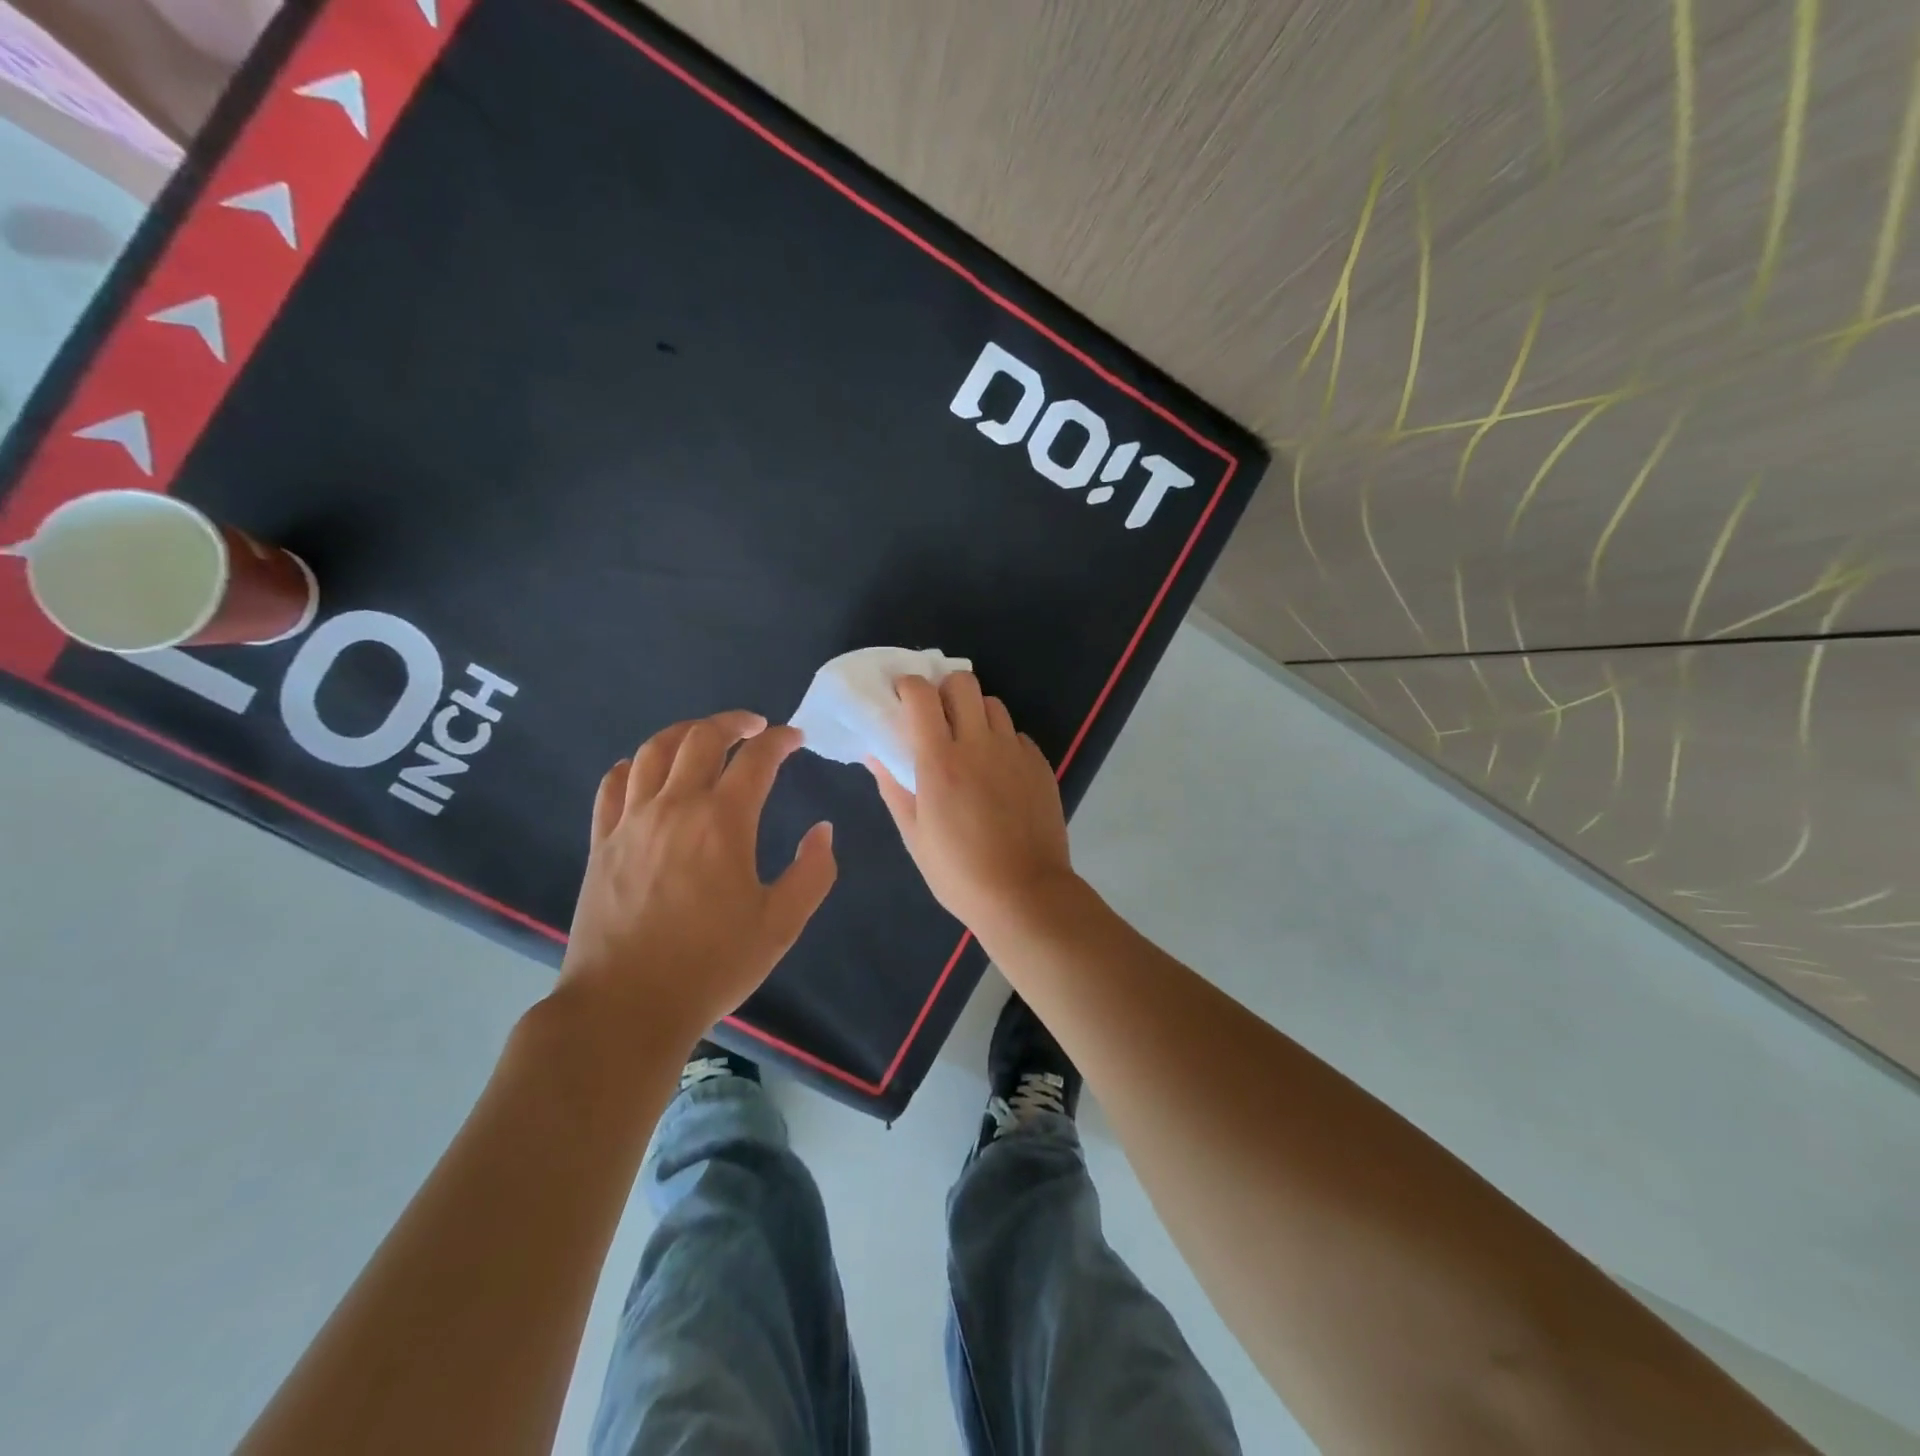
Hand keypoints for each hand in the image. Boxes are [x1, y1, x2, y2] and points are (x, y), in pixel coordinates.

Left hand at [560, 711, 836, 1044]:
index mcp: (723, 821)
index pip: (757, 758)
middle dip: (734, 723)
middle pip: (701, 739)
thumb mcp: (781, 925)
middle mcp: (675, 807)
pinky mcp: (602, 842)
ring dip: (684, 732)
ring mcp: (632, 822)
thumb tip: (822, 830)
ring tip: (704, 736)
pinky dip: (634, 766)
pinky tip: (645, 769)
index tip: (796, 738)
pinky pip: (613, 786)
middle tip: (755, 727)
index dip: (780, 740)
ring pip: (654, 751)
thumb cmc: (711, 965)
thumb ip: (812, 872)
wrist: (626, 1006)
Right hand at [869, 674, 1077, 937]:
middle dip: (944, 690)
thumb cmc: (959, 873)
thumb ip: (894, 787)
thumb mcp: (914, 835)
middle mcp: (979, 744)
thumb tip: (875, 754)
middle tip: (936, 717)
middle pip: (963, 683)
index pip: (922, 695)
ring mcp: (1014, 752)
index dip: (908, 686)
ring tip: (969, 744)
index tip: (901, 698)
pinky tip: (997, 772)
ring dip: (975, 713)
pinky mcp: (1040, 764)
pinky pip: (1016, 735)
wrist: (1025, 894)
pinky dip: (1001, 741)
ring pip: (993, 704)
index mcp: (940, 761)